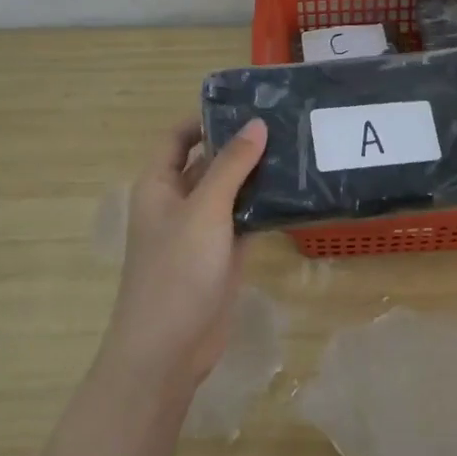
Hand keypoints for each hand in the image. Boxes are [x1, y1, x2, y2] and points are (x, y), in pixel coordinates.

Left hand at [99, 116, 269, 391]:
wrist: (169, 349)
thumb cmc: (177, 271)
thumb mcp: (205, 210)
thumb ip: (231, 165)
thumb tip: (256, 124)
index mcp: (158, 185)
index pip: (177, 138)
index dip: (204, 119)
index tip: (245, 106)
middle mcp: (178, 203)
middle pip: (207, 162)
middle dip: (239, 145)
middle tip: (285, 124)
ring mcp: (201, 231)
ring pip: (230, 192)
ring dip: (256, 176)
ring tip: (297, 151)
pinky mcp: (222, 256)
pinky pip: (243, 221)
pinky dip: (263, 207)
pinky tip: (295, 193)